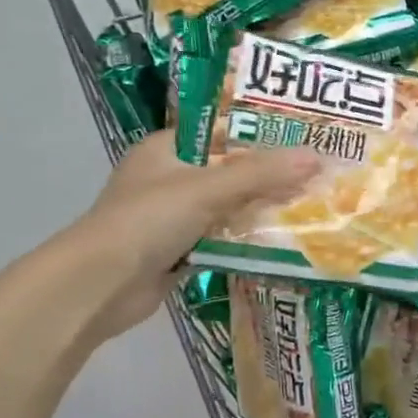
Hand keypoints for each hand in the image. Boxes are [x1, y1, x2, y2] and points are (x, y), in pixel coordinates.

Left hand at [58, 134, 319, 339]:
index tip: (302, 137)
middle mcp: (169, 178)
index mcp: (166, 149)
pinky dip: (246, 239)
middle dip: (269, 175)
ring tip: (309, 204)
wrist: (100, 286)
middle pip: (229, 171)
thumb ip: (262, 174)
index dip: (260, 134)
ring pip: (228, 206)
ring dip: (261, 209)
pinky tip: (282, 239)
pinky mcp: (179, 250)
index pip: (221, 132)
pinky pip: (222, 238)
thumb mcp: (208, 189)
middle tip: (315, 174)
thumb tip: (317, 157)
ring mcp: (172, 217)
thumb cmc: (148, 220)